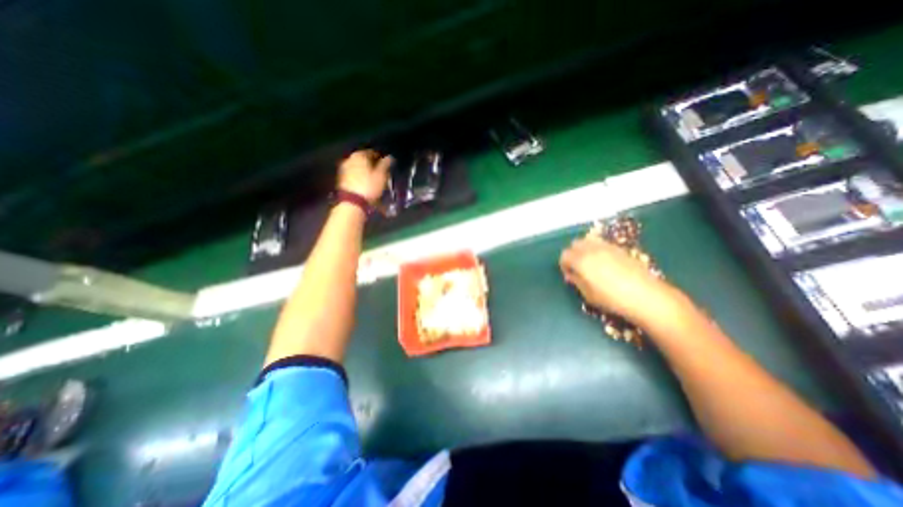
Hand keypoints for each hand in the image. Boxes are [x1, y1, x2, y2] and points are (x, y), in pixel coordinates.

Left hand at [334, 148, 392, 203]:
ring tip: (374, 180)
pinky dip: (360, 178)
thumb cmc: (369, 187)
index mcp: (359, 155)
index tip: (387, 164)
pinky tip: (366, 184)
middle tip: (381, 172)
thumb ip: (385, 164)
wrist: (352, 203)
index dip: (380, 158)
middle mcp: (349, 159)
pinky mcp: (342, 180)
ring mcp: (344, 169)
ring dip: (366, 172)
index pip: (372, 152)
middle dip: (372, 165)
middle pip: (364, 160)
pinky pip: (354, 175)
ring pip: (358, 168)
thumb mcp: (381, 175)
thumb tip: (389, 157)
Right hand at [563, 235, 681, 325]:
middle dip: (573, 254)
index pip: (564, 255)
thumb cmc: (612, 299)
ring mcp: (607, 247)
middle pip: (575, 244)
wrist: (646, 297)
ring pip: (588, 240)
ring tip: (591, 263)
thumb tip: (571, 275)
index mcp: (581, 261)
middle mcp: (591, 249)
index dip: (564, 265)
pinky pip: (602, 243)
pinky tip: (605, 262)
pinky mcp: (620, 248)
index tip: (570, 275)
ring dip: (585, 249)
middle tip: (578, 268)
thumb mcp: (588, 295)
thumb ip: (576, 281)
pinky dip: (597, 249)